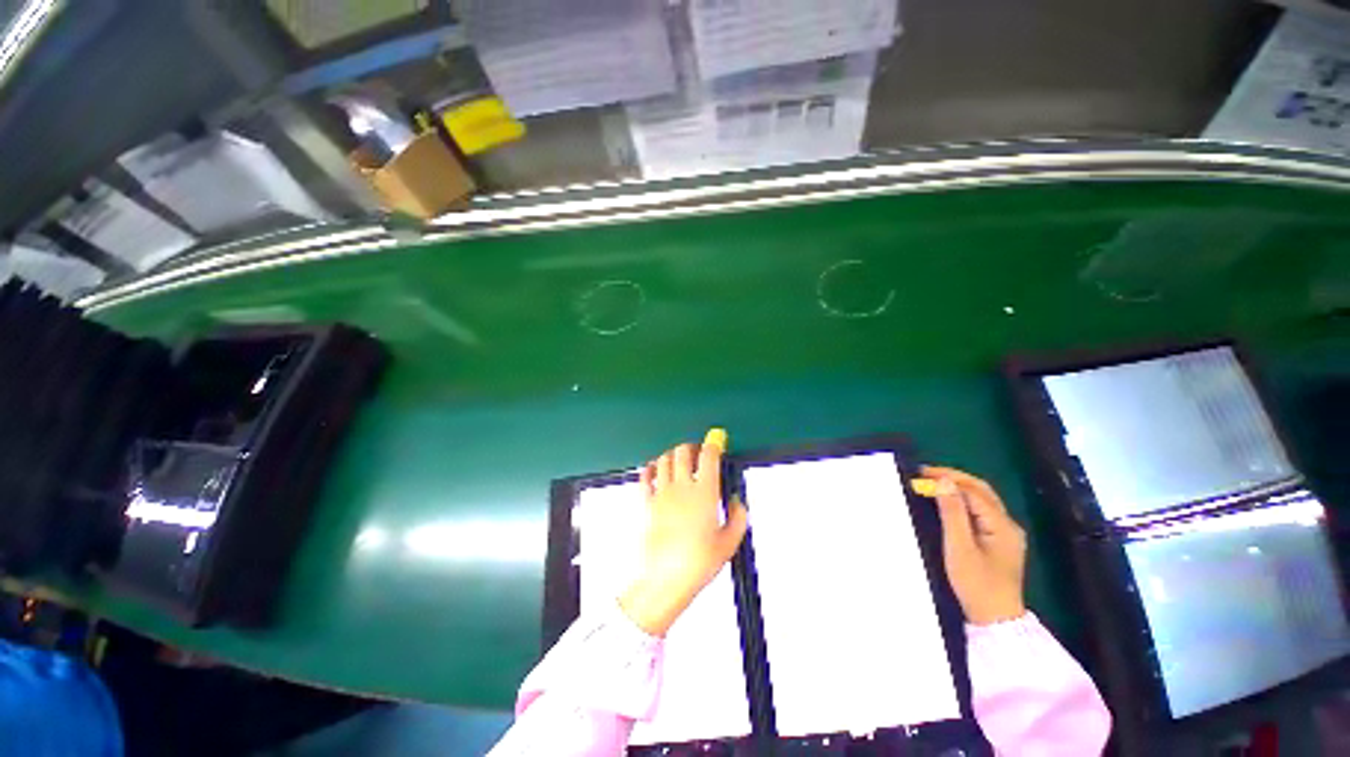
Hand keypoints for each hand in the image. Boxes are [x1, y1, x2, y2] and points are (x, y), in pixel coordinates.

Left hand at [619, 429, 748, 636]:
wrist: (664, 580)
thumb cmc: (698, 564)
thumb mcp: (729, 543)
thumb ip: (738, 518)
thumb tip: (738, 502)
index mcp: (705, 493)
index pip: (709, 456)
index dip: (714, 443)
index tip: (717, 440)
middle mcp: (682, 487)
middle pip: (683, 451)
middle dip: (692, 446)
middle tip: (697, 452)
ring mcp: (661, 493)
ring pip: (664, 459)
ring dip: (672, 455)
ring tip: (678, 461)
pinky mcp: (645, 502)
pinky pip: (644, 476)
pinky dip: (650, 468)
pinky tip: (655, 470)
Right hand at [914, 466, 1026, 625]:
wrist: (995, 619)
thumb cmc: (976, 583)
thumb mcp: (959, 547)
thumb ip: (952, 513)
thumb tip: (943, 482)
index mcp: (1002, 525)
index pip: (973, 491)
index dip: (948, 479)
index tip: (921, 473)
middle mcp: (1008, 525)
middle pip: (982, 491)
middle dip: (954, 478)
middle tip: (926, 474)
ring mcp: (1006, 533)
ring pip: (982, 500)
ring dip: (958, 488)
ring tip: (934, 483)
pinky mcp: (999, 542)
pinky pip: (981, 512)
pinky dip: (963, 501)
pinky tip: (949, 502)